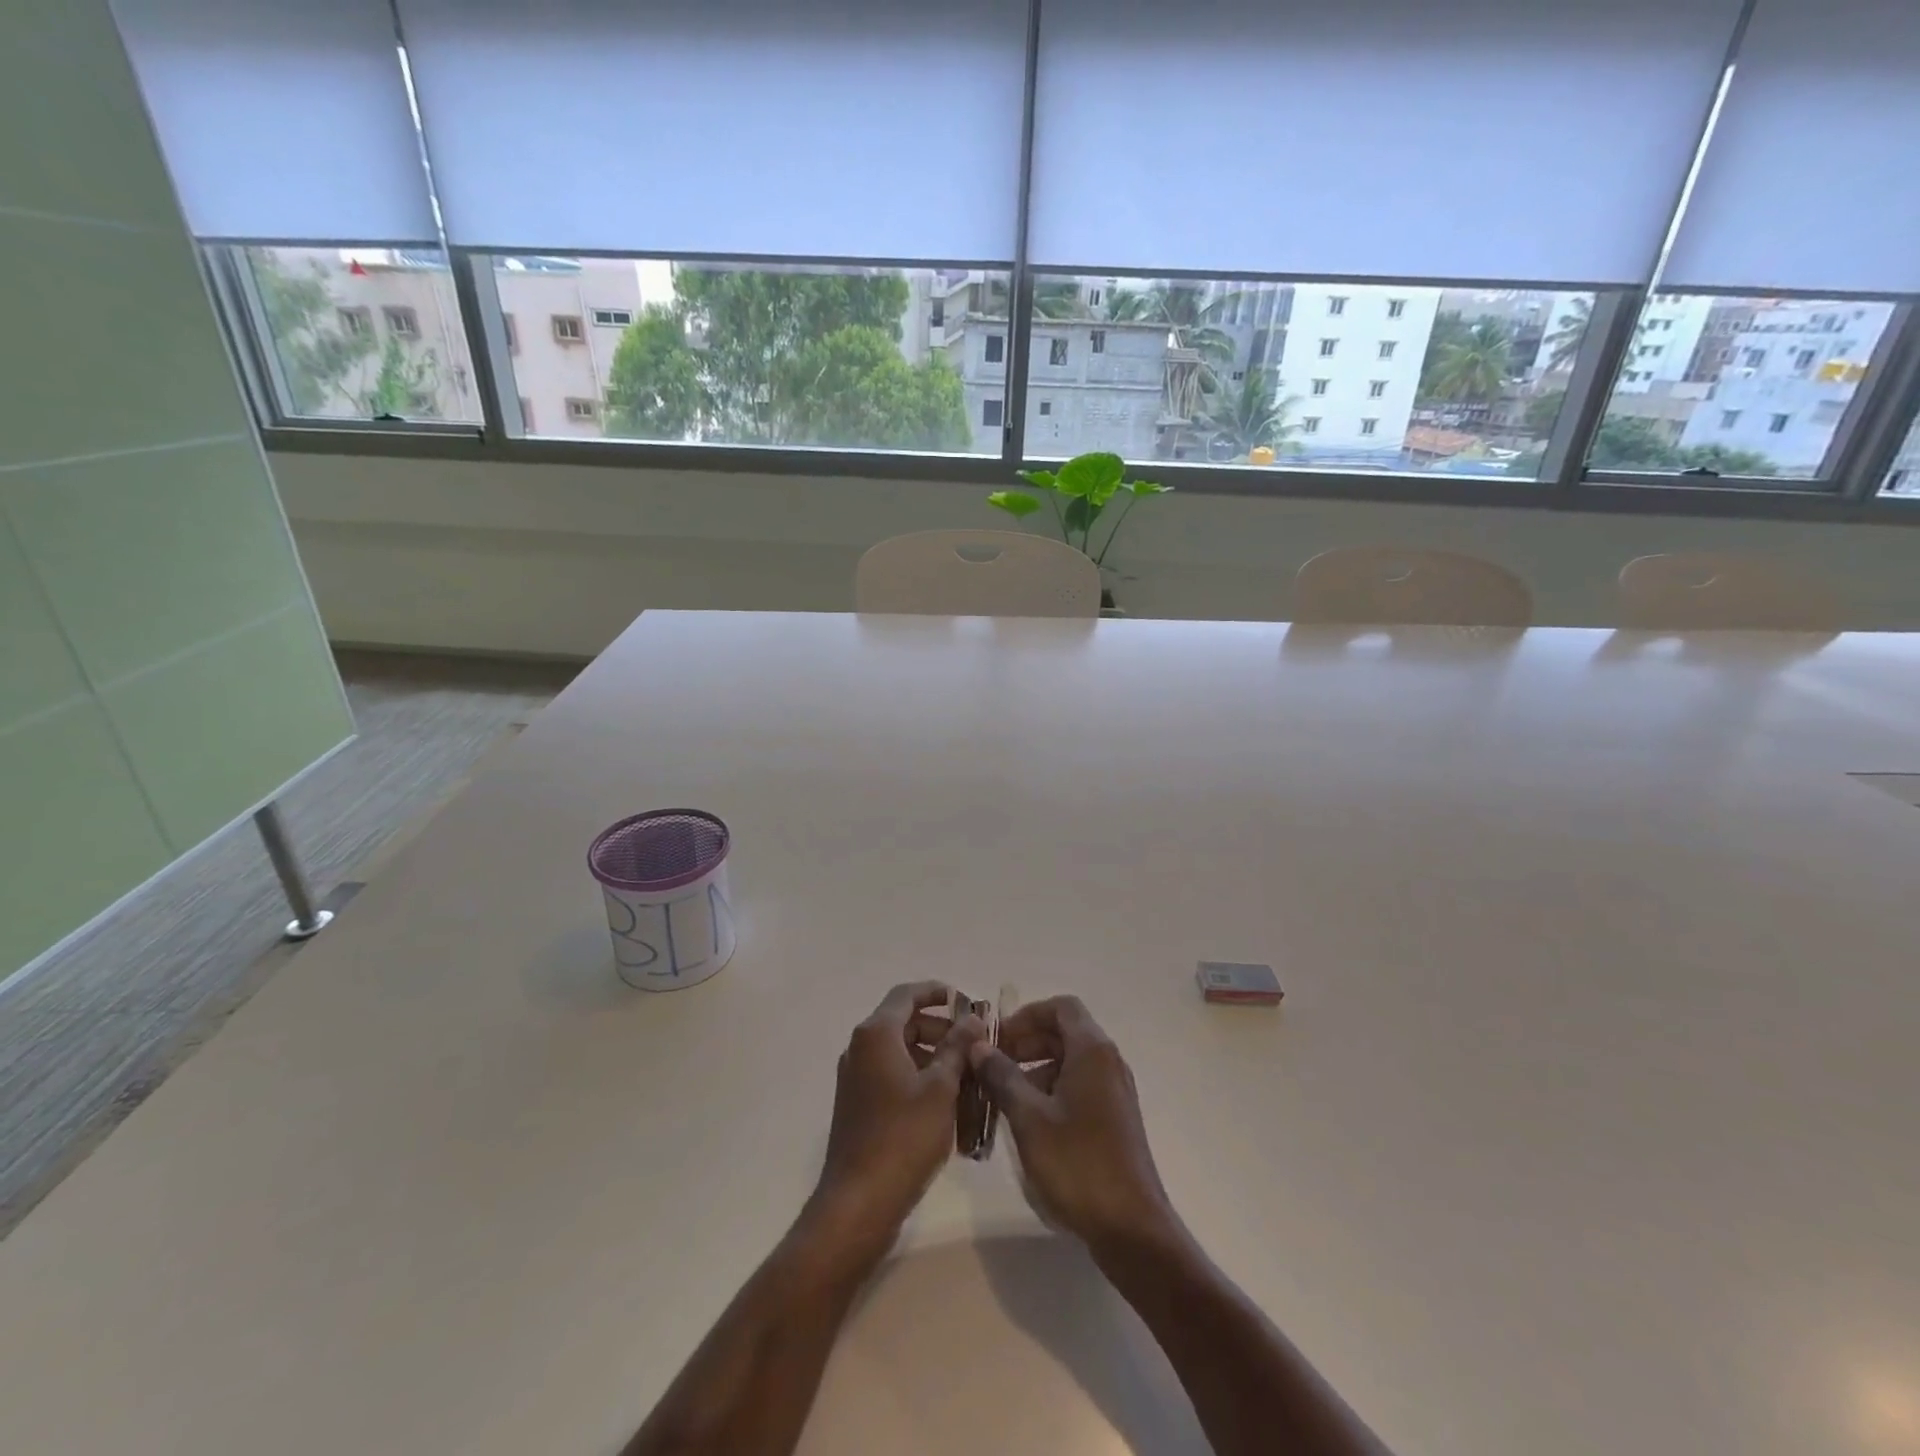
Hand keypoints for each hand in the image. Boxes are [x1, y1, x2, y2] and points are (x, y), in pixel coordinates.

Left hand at [810, 982, 984, 1253]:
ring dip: (933, 1055)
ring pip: (900, 1051)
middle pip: (903, 1021)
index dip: (937, 992)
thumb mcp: (941, 1088)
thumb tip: (971, 1018)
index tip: (967, 1000)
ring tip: (968, 1076)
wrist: (858, 1201)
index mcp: (876, 1034)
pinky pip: (892, 1075)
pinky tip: (947, 1103)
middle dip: (941, 1028)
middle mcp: (860, 1048)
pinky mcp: (858, 1104)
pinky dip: (918, 1077)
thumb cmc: (903, 1136)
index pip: (907, 994)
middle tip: (974, 1043)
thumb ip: (957, 1047)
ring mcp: (856, 1077)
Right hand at [967, 995, 1175, 1254]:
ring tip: (1004, 1097)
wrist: (1131, 1228)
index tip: (998, 1039)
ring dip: (1036, 1069)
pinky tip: (1029, 1123)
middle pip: (1065, 1032)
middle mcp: (1108, 1062)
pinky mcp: (1114, 1119)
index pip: (1060, 1007)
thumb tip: (978, 1045)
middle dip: (1027, 1042)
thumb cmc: (1078, 1163)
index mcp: (1092, 1051)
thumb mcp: (1029, 1117)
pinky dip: (1051, 1091)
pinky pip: (1079, 1086)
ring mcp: (1114, 1092)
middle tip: (993, 1066)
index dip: (1026, 1015)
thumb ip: (1002, 1076)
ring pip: (1070, 1061)